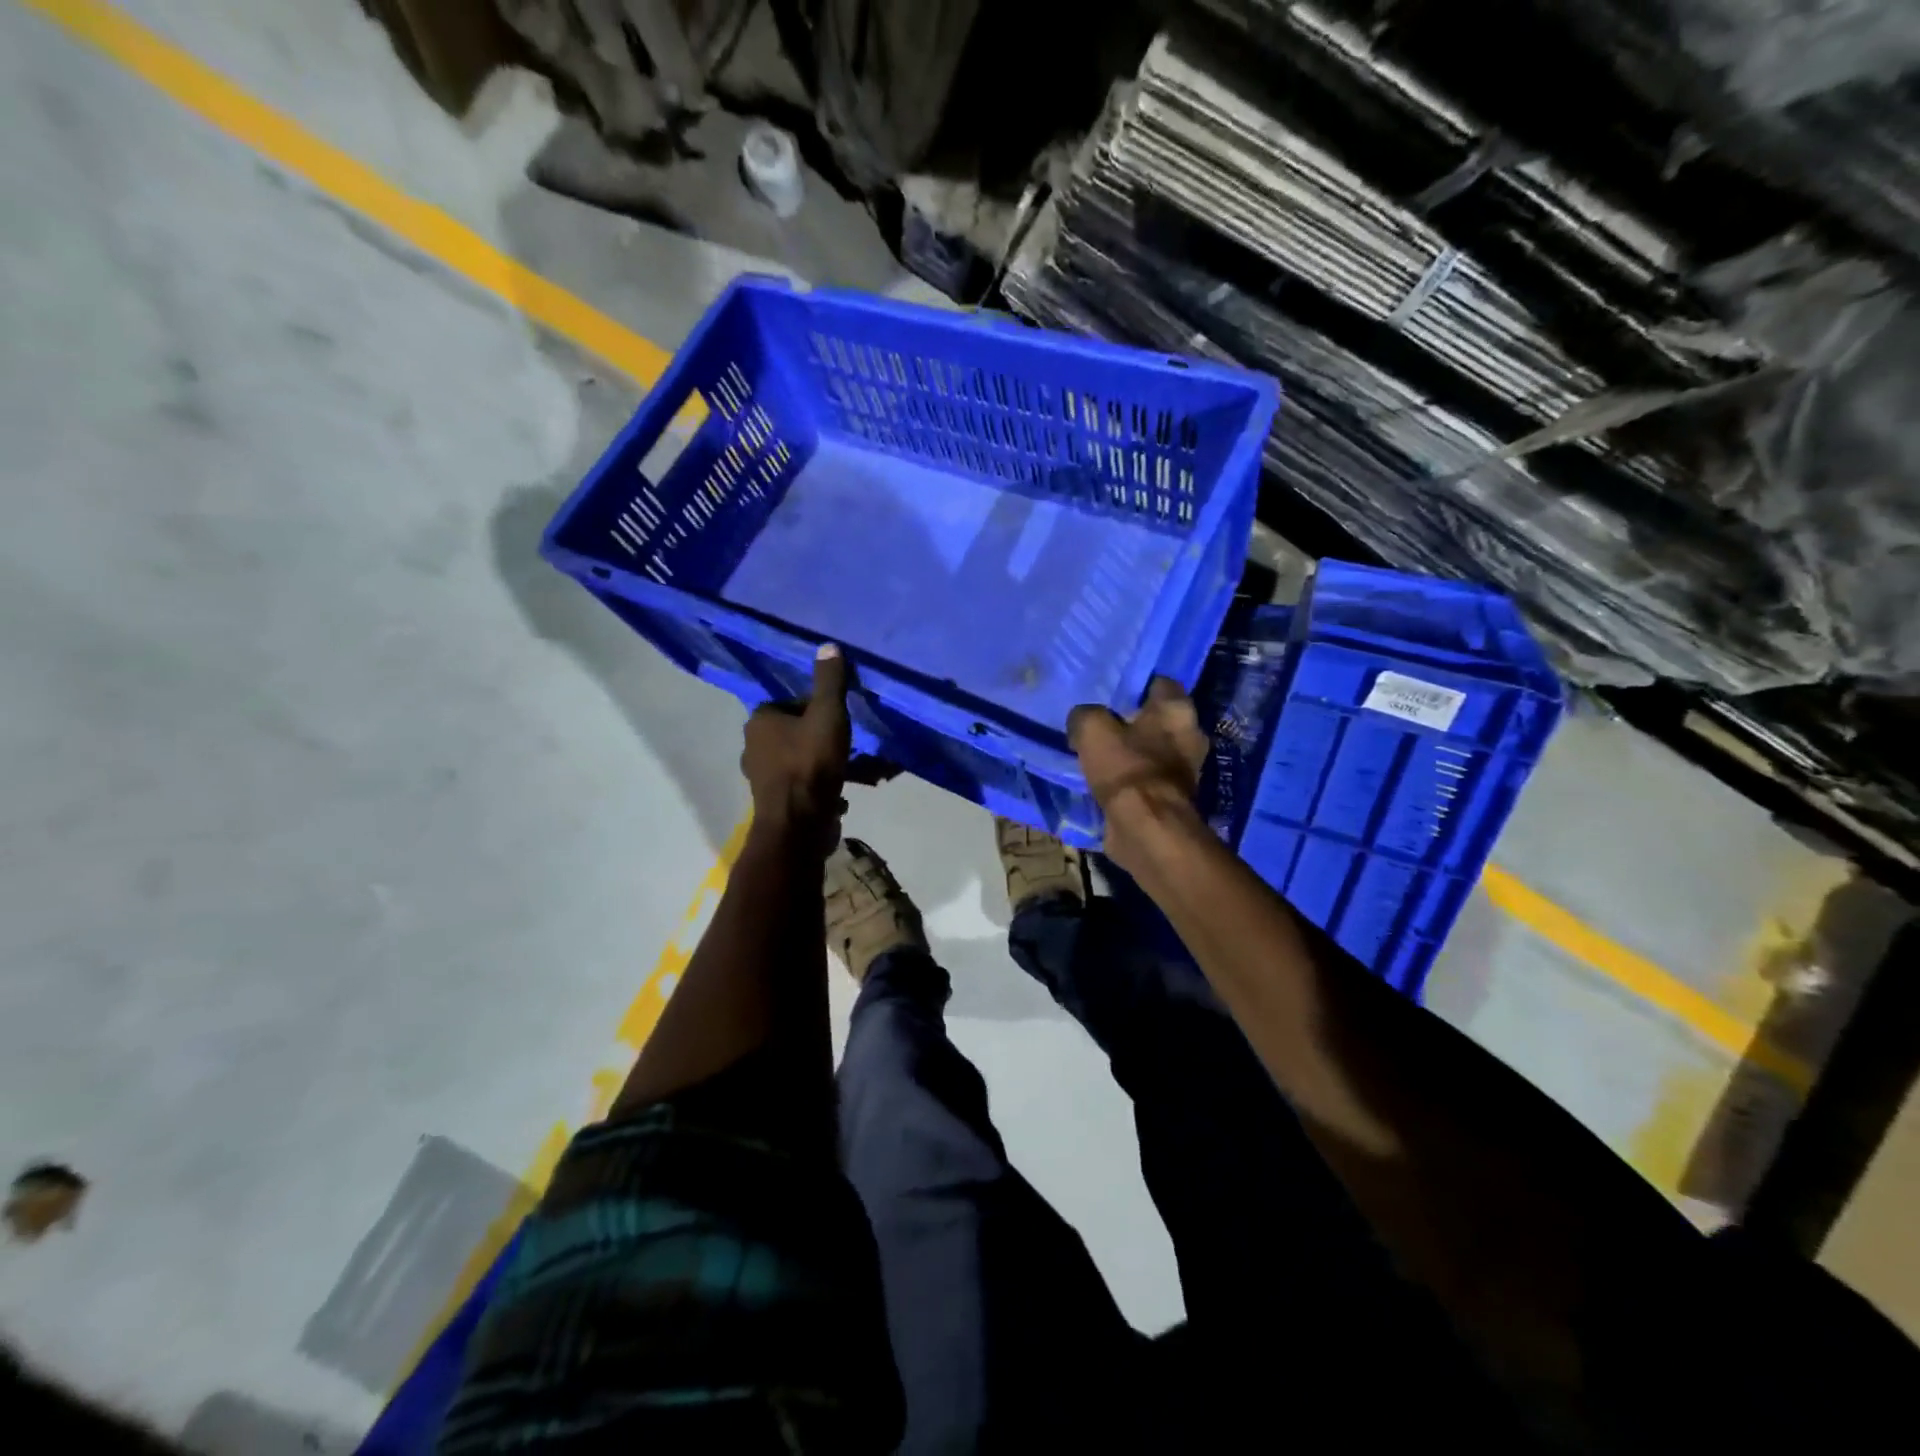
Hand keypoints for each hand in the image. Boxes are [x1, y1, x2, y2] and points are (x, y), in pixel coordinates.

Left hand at [741, 643, 851, 833]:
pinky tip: (841, 796)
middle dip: (822, 737)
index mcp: (760, 721)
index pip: (792, 703)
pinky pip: (802, 787)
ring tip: (851, 771)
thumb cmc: (810, 763)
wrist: (799, 824)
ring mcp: (762, 778)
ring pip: (800, 761)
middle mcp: (753, 747)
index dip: (818, 708)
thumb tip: (828, 645)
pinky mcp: (775, 803)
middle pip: (796, 732)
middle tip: (847, 744)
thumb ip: (830, 682)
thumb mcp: (827, 715)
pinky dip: (820, 788)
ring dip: (823, 765)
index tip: (840, 719)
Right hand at [1068, 677, 1208, 868]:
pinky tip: (1106, 780)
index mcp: (1178, 710)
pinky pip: (1147, 778)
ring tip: (1099, 753)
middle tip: (1101, 723)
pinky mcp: (1173, 798)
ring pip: (1152, 750)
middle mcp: (1190, 735)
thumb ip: (1085, 716)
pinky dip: (1131, 779)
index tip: (1110, 692)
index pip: (1159, 683)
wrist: (1146, 828)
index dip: (1134, 686)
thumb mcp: (1091, 729)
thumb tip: (1082, 721)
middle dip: (1133, 721)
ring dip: (1131, 752)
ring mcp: (1185, 769)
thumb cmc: (1125, 768)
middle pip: (1158, 719)